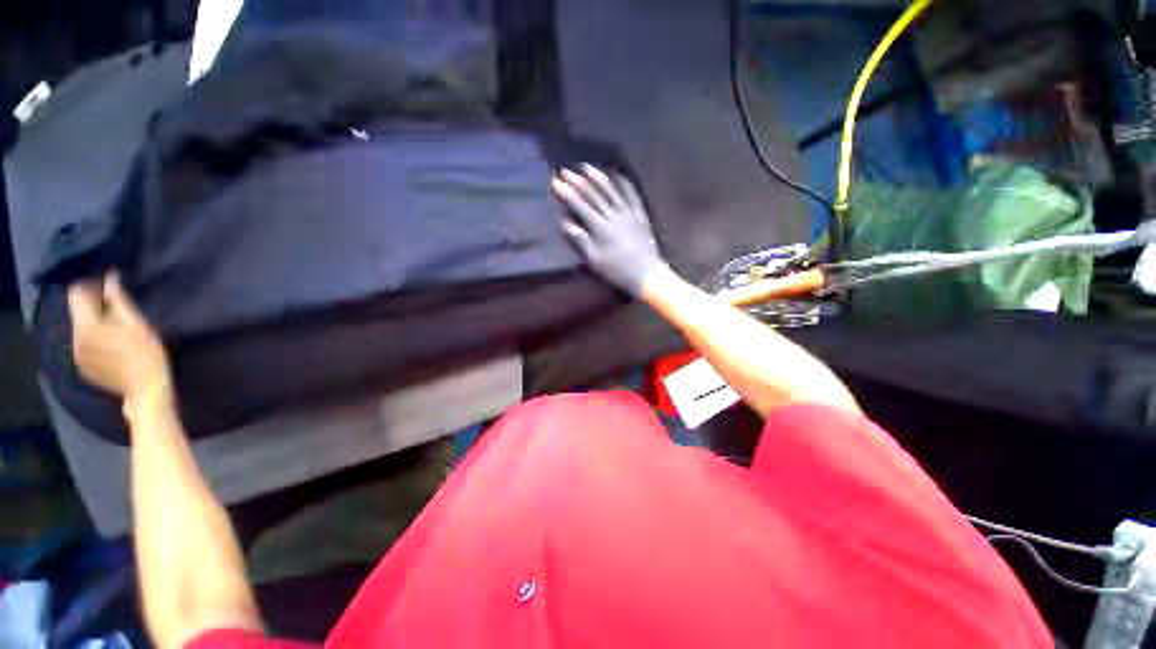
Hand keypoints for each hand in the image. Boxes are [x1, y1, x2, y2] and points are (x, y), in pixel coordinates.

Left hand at [68, 274, 169, 399]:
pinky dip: (94, 338)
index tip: (108, 286)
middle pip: (77, 311)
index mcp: (85, 326)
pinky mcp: (82, 366)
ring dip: (93, 322)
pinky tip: (111, 344)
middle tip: (115, 305)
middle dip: (92, 305)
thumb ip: (119, 300)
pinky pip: (83, 344)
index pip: (77, 293)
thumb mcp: (137, 323)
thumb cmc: (146, 353)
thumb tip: (110, 278)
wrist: (146, 390)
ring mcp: (76, 355)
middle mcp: (74, 338)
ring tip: (114, 326)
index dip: (91, 286)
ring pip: (80, 328)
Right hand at [551, 164, 667, 296]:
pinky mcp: (640, 215)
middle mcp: (613, 215)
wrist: (645, 274)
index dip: (567, 193)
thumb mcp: (594, 260)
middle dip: (578, 182)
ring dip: (598, 178)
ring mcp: (628, 213)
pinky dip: (623, 184)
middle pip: (594, 195)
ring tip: (587, 168)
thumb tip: (566, 224)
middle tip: (566, 171)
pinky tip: (617, 176)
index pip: (580, 206)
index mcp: (600, 227)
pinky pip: (632, 195)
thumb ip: (580, 241)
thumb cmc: (616, 270)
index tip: (556, 182)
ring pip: (611, 191)